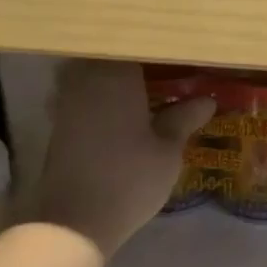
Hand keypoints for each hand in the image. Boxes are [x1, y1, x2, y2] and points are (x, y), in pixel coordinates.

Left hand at [35, 59, 215, 256]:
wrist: (75, 221)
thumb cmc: (130, 179)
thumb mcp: (168, 150)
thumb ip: (184, 118)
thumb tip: (207, 99)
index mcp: (117, 73)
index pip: (137, 44)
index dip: (159, 48)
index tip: (178, 54)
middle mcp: (88, 77)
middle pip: (112, 54)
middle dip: (136, 59)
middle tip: (164, 69)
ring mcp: (68, 99)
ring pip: (94, 72)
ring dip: (116, 76)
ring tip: (145, 88)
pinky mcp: (59, 122)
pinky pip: (84, 94)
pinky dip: (101, 96)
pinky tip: (121, 110)